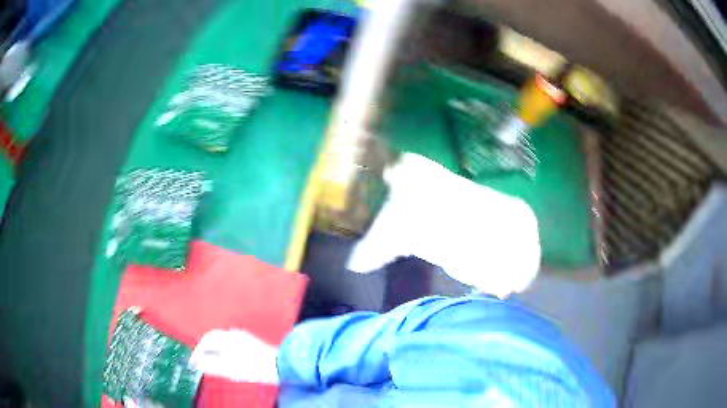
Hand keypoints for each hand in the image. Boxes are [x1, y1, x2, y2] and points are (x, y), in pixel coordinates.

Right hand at [190, 329, 279, 383]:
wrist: (278, 366)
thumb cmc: (253, 368)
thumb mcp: (228, 370)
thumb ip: (210, 365)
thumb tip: (197, 363)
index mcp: (226, 338)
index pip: (205, 341)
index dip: (197, 352)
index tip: (194, 362)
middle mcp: (233, 334)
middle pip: (212, 338)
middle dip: (204, 349)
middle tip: (200, 361)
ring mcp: (242, 336)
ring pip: (221, 340)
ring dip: (213, 349)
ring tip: (210, 361)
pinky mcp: (248, 342)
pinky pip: (229, 342)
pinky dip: (222, 350)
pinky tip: (225, 359)